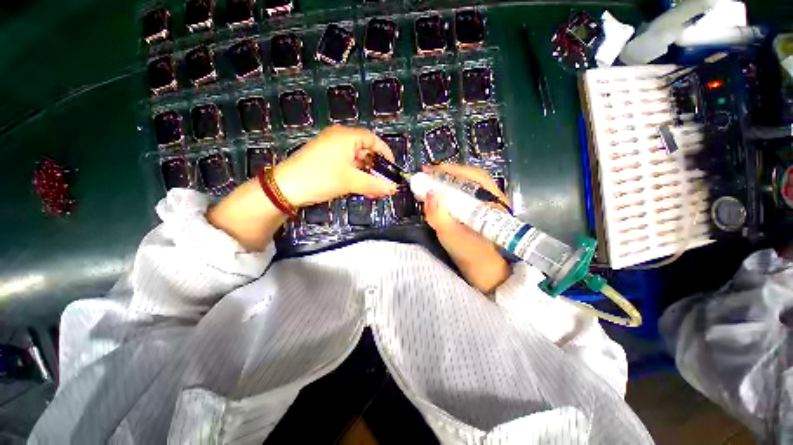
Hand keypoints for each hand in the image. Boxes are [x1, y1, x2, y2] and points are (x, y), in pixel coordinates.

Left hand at [208, 126, 396, 251]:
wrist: (285, 188)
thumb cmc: (321, 178)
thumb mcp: (351, 181)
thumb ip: (374, 184)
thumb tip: (393, 189)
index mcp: (346, 137)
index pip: (373, 139)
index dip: (385, 153)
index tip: (392, 169)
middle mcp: (339, 139)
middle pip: (365, 150)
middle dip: (376, 168)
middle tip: (383, 183)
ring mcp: (330, 149)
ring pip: (356, 160)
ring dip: (366, 175)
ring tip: (374, 190)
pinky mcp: (324, 160)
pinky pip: (346, 165)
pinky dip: (355, 176)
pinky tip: (360, 188)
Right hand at [422, 164, 510, 294]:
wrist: (485, 273)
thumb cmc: (471, 256)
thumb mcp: (451, 236)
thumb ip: (439, 216)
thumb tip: (430, 193)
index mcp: (492, 203)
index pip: (473, 177)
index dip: (450, 170)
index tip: (429, 170)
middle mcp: (493, 199)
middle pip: (470, 179)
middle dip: (447, 175)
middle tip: (426, 175)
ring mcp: (487, 205)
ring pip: (467, 187)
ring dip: (448, 182)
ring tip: (430, 183)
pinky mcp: (480, 213)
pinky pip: (466, 196)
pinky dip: (451, 193)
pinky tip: (440, 195)